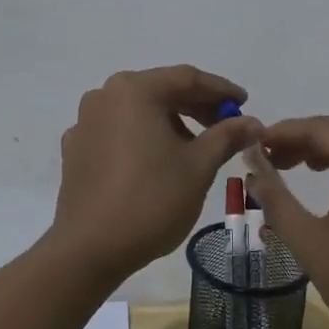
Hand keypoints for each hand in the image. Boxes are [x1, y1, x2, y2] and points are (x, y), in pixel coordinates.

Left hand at [51, 66, 262, 283]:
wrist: (89, 250)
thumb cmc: (151, 200)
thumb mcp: (199, 166)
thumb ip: (227, 136)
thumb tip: (253, 122)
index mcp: (134, 90)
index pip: (187, 78)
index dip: (221, 90)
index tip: (245, 103)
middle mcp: (105, 95)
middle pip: (160, 91)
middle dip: (197, 106)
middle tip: (227, 125)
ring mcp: (86, 122)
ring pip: (139, 111)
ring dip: (171, 122)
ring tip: (197, 147)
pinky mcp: (76, 149)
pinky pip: (118, 131)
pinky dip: (144, 137)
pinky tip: (158, 161)